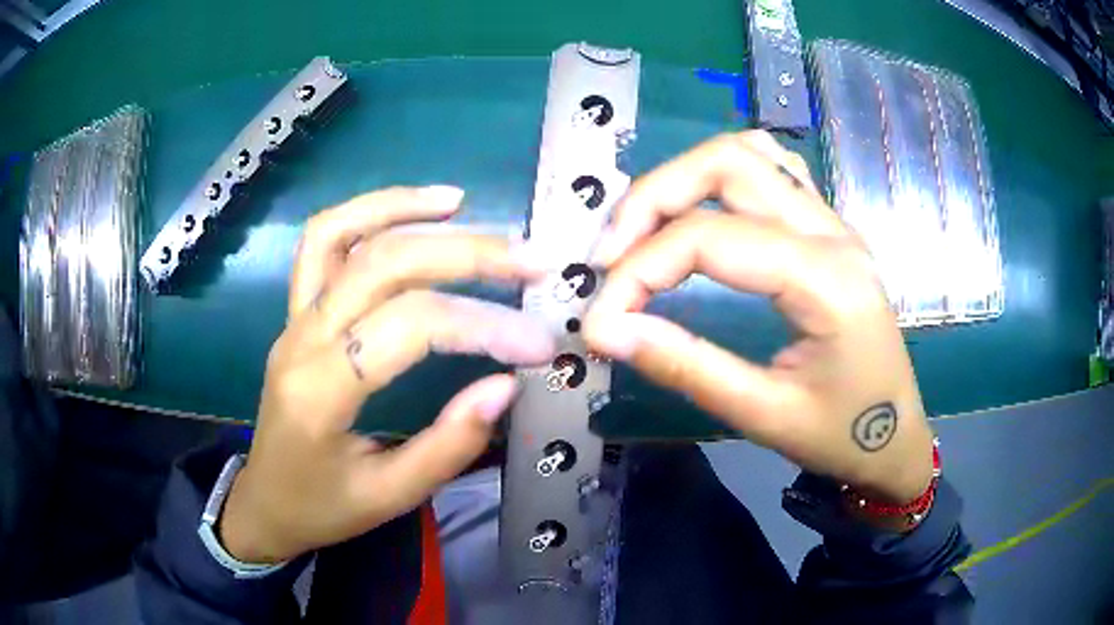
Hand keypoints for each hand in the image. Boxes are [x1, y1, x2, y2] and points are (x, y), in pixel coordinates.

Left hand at [220, 186, 554, 562]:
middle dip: (465, 254)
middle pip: (382, 264)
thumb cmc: (323, 507)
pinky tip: (412, 211)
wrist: (265, 503)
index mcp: (321, 391)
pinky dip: (367, 213)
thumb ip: (449, 445)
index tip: (539, 345)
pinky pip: (322, 243)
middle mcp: (301, 338)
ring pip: (339, 232)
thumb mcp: (391, 496)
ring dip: (403, 207)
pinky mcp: (295, 312)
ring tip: (463, 203)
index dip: (482, 326)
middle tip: (531, 261)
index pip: (408, 327)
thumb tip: (505, 385)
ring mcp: (293, 317)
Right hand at [585, 132, 934, 503]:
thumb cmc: (841, 435)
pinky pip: (772, 171)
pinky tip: (699, 212)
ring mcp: (833, 222)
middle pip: (727, 162)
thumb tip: (606, 331)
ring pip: (749, 153)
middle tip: (609, 255)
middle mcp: (832, 231)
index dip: (639, 271)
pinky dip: (722, 177)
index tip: (598, 318)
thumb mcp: (763, 415)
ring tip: (643, 230)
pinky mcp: (828, 229)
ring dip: (684, 178)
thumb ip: (685, 366)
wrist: (894, 439)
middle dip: (653, 198)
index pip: (711, 238)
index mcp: (826, 279)